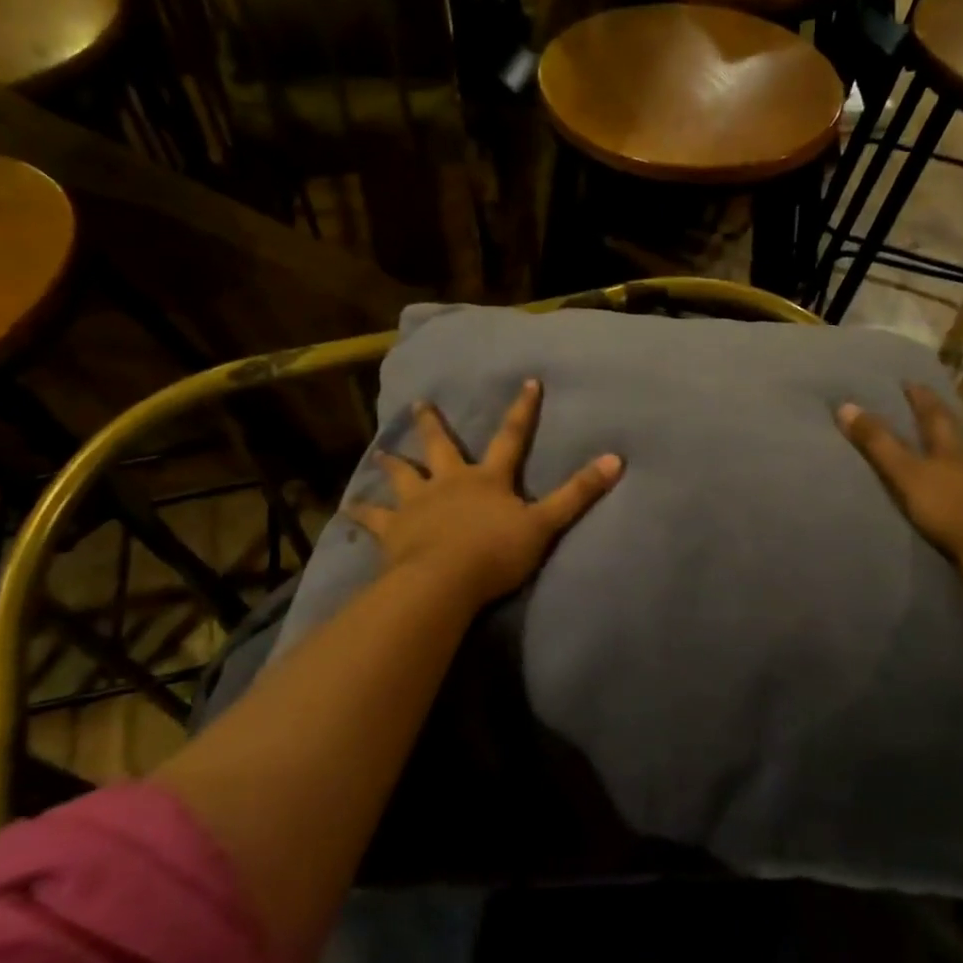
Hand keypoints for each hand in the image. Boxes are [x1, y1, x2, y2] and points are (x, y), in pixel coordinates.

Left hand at [348, 380, 621, 608]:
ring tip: (380, 452)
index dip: (522, 410)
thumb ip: (578, 494)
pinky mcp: (394, 530)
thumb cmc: (496, 552)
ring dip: (393, 464)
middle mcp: (449, 481)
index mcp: (487, 479)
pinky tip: (346, 509)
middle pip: (441, 447)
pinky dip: (361, 514)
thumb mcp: (545, 524)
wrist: (444, 580)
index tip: (527, 382)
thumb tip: (617, 459)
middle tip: (421, 403)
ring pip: (402, 476)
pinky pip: (373, 519)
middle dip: (433, 424)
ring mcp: (418, 504)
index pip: (511, 437)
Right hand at [836, 384, 962, 561]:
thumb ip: (878, 444)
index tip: (910, 382)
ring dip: (959, 456)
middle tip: (932, 409)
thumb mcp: (906, 474)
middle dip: (944, 423)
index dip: (921, 398)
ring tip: (946, 453)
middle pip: (958, 436)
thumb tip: (845, 406)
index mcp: (951, 449)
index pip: (934, 416)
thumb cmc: (949, 507)